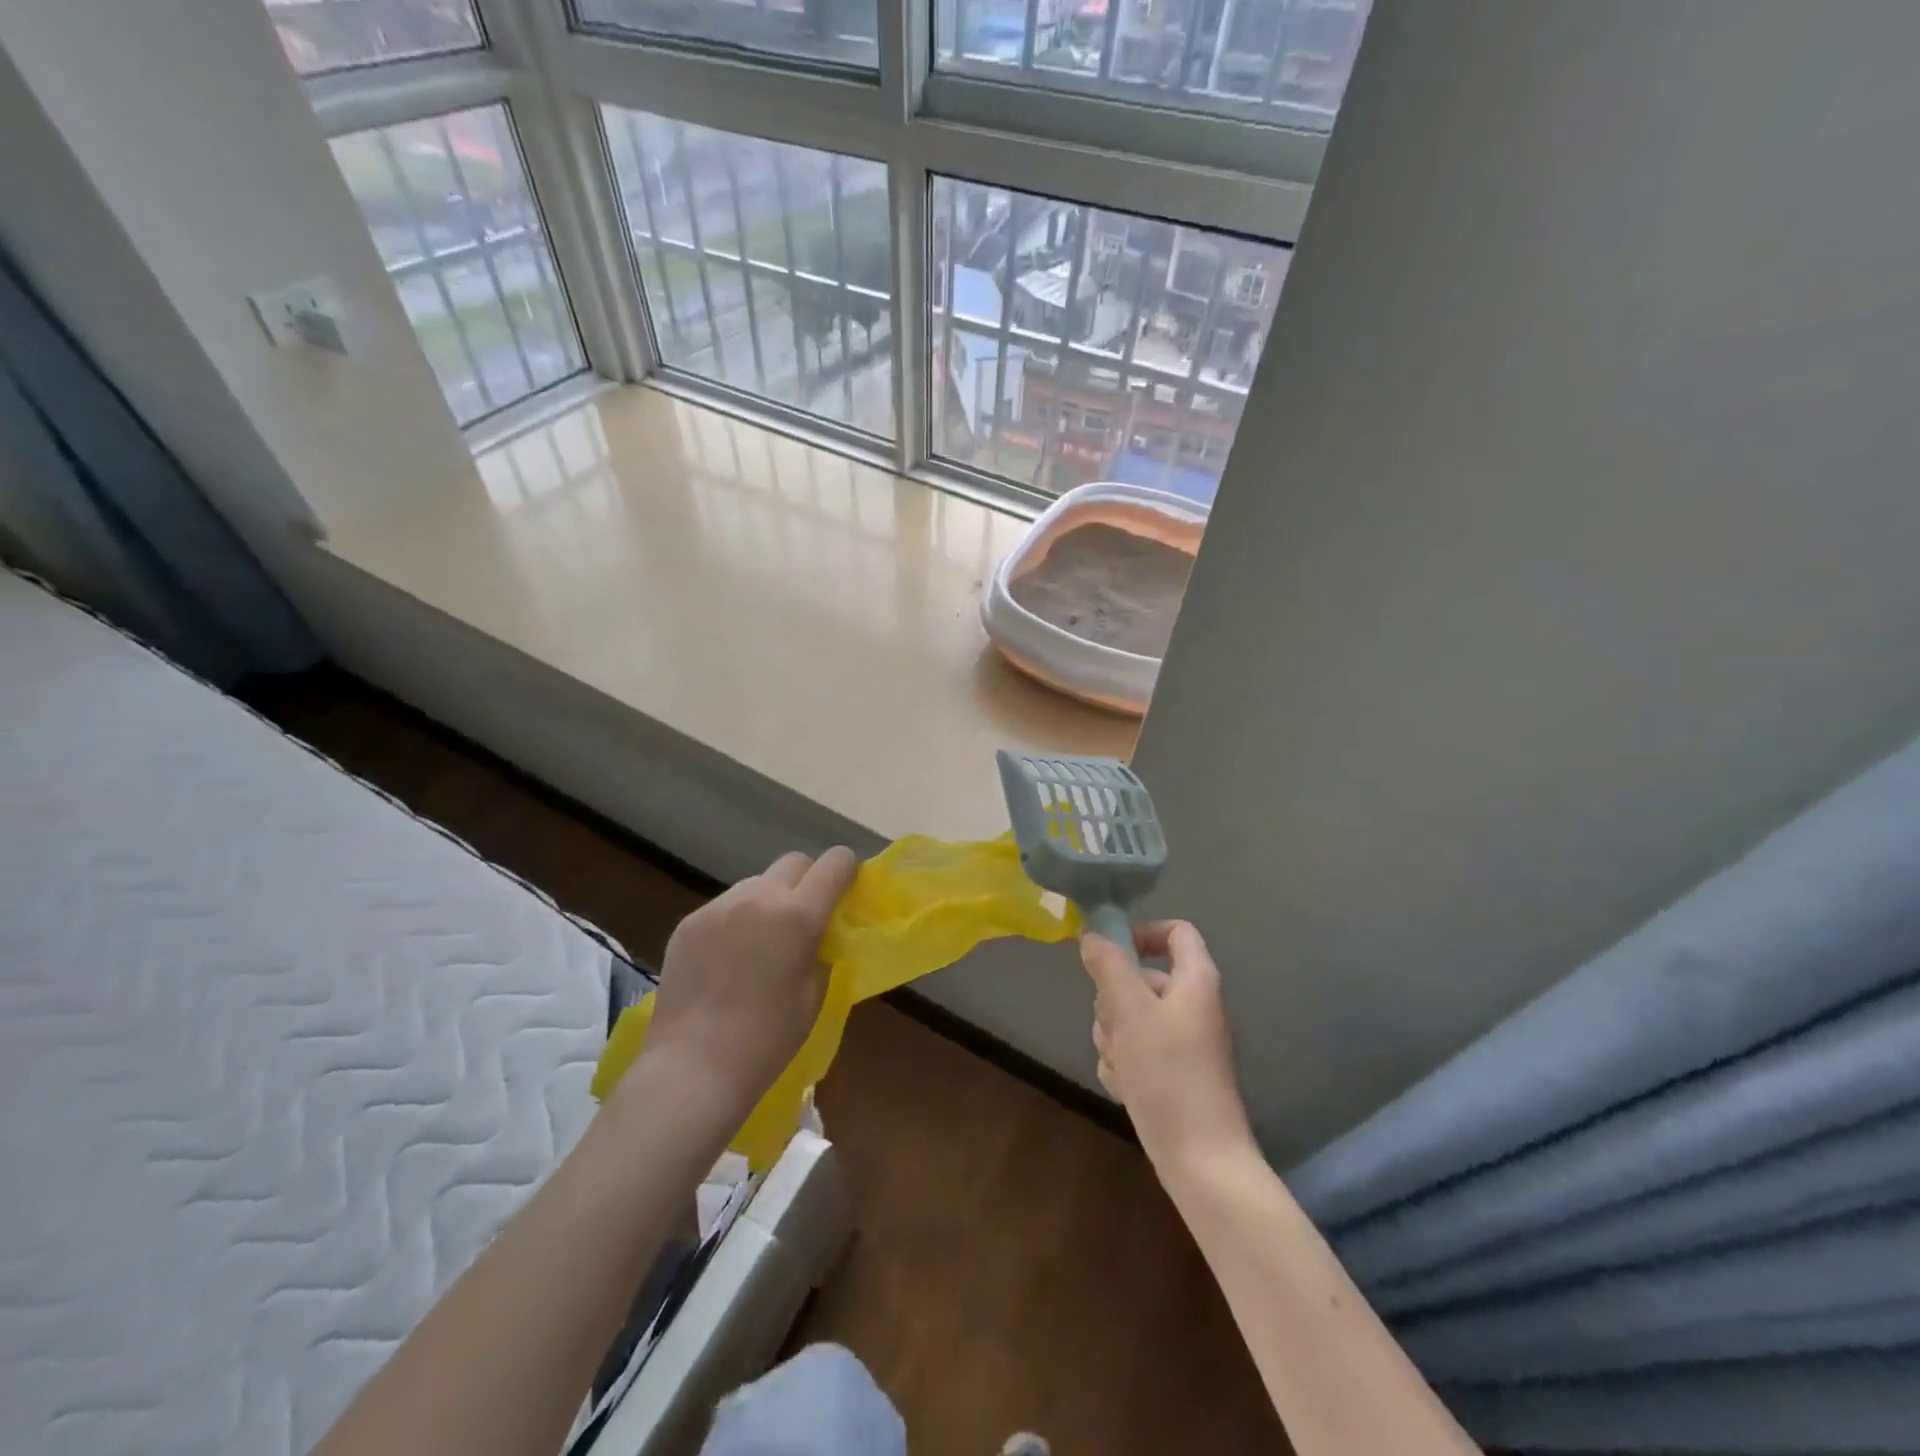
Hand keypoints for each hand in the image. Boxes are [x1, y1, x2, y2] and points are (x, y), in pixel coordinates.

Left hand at [638, 848, 859, 1119]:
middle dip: (808, 879)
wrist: (694, 1067)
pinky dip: (738, 918)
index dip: (847, 869)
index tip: (848, 887)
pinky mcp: (689, 922)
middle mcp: (759, 897)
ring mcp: (719, 906)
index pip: (834, 863)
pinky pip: (725, 905)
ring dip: (770, 898)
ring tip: (763, 939)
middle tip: (807, 915)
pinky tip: (729, 957)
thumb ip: (822, 950)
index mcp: (798, 915)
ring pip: (757, 882)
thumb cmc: (768, 1039)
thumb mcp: (814, 994)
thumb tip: (819, 934)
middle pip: (794, 862)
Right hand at [1081, 921, 1254, 1181]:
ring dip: (1114, 1037)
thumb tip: (1093, 935)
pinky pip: (1134, 1050)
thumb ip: (1110, 967)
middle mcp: (1192, 1005)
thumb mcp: (1132, 1011)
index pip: (1176, 932)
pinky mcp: (1170, 1072)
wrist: (1201, 1160)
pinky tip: (1125, 1087)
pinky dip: (1123, 1065)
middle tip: (1114, 1028)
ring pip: (1130, 1017)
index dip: (1142, 933)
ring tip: (1122, 1065)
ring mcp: (1181, 1041)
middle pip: (1141, 978)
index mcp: (1195, 980)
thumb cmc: (1169, 1074)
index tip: (1108, 953)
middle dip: (1113, 1001)